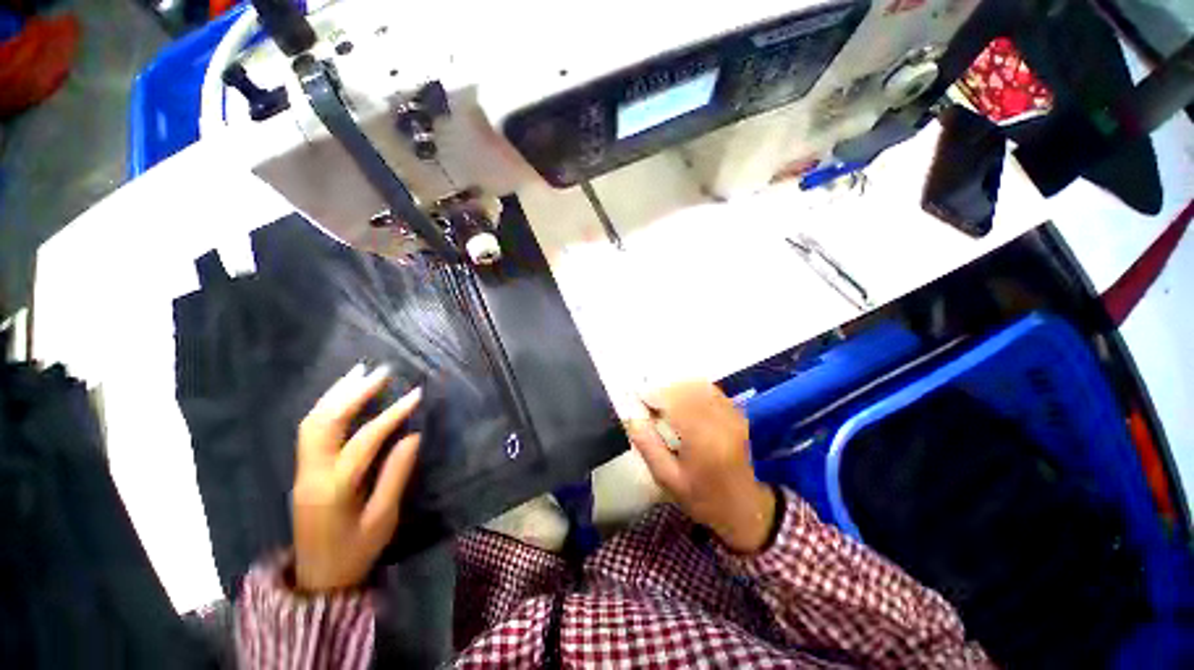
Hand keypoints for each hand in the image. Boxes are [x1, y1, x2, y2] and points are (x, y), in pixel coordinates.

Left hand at [292, 364, 421, 591]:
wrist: (318, 579)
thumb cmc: (356, 551)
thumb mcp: (383, 518)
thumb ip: (396, 475)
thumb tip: (412, 436)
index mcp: (335, 489)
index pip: (365, 441)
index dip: (392, 415)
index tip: (416, 395)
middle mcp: (312, 474)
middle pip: (325, 423)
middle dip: (354, 393)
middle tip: (382, 372)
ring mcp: (302, 471)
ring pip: (312, 422)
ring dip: (336, 394)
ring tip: (360, 372)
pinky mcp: (303, 470)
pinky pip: (310, 430)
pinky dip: (326, 406)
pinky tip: (342, 394)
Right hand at [625, 381, 775, 554]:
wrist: (746, 509)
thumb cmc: (703, 497)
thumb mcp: (668, 478)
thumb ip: (648, 446)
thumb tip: (631, 417)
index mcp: (702, 438)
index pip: (674, 400)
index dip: (653, 394)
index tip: (638, 398)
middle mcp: (720, 420)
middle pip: (687, 388)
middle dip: (664, 388)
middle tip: (650, 401)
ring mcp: (732, 415)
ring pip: (699, 386)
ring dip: (678, 387)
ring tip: (665, 401)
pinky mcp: (737, 414)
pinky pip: (712, 391)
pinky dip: (694, 390)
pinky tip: (684, 402)